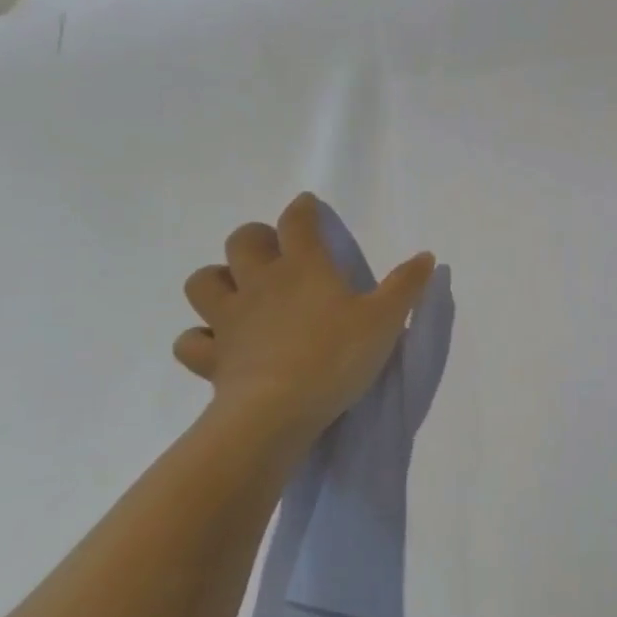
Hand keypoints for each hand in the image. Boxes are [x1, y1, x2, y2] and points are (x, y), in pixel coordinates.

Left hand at [174, 193, 435, 449]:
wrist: (278, 411)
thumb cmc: (336, 356)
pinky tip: (216, 345)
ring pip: (203, 282)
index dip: (302, 209)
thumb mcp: (386, 319)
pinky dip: (199, 339)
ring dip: (216, 280)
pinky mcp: (212, 358)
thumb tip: (426, 255)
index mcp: (304, 267)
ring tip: (236, 291)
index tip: (307, 206)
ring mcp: (230, 320)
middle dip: (255, 238)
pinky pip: (190, 342)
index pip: (297, 222)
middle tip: (272, 251)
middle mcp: (261, 284)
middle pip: (242, 241)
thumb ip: (406, 285)